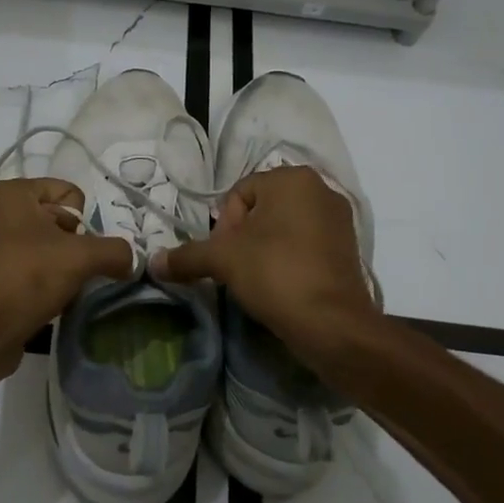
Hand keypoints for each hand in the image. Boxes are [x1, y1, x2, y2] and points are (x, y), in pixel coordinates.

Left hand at [0, 178, 133, 391]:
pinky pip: (29, 270)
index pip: (69, 193)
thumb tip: (132, 261)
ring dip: (62, 269)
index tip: (77, 250)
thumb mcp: (80, 258)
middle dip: (75, 247)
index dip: (83, 223)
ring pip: (46, 248)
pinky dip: (43, 284)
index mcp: (11, 193)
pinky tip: (50, 303)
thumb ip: (115, 251)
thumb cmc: (25, 278)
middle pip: (59, 221)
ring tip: (64, 291)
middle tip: (74, 272)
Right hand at [150, 166, 377, 373]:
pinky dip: (291, 259)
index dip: (224, 225)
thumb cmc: (275, 274)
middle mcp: (321, 188)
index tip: (226, 256)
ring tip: (259, 279)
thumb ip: (186, 256)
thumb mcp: (223, 260)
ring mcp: (340, 219)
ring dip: (266, 248)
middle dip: (245, 237)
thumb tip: (153, 262)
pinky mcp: (350, 247)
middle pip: (263, 208)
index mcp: (292, 178)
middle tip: (239, 268)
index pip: (239, 193)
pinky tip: (282, 284)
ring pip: (285, 227)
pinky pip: (307, 244)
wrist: (333, 324)